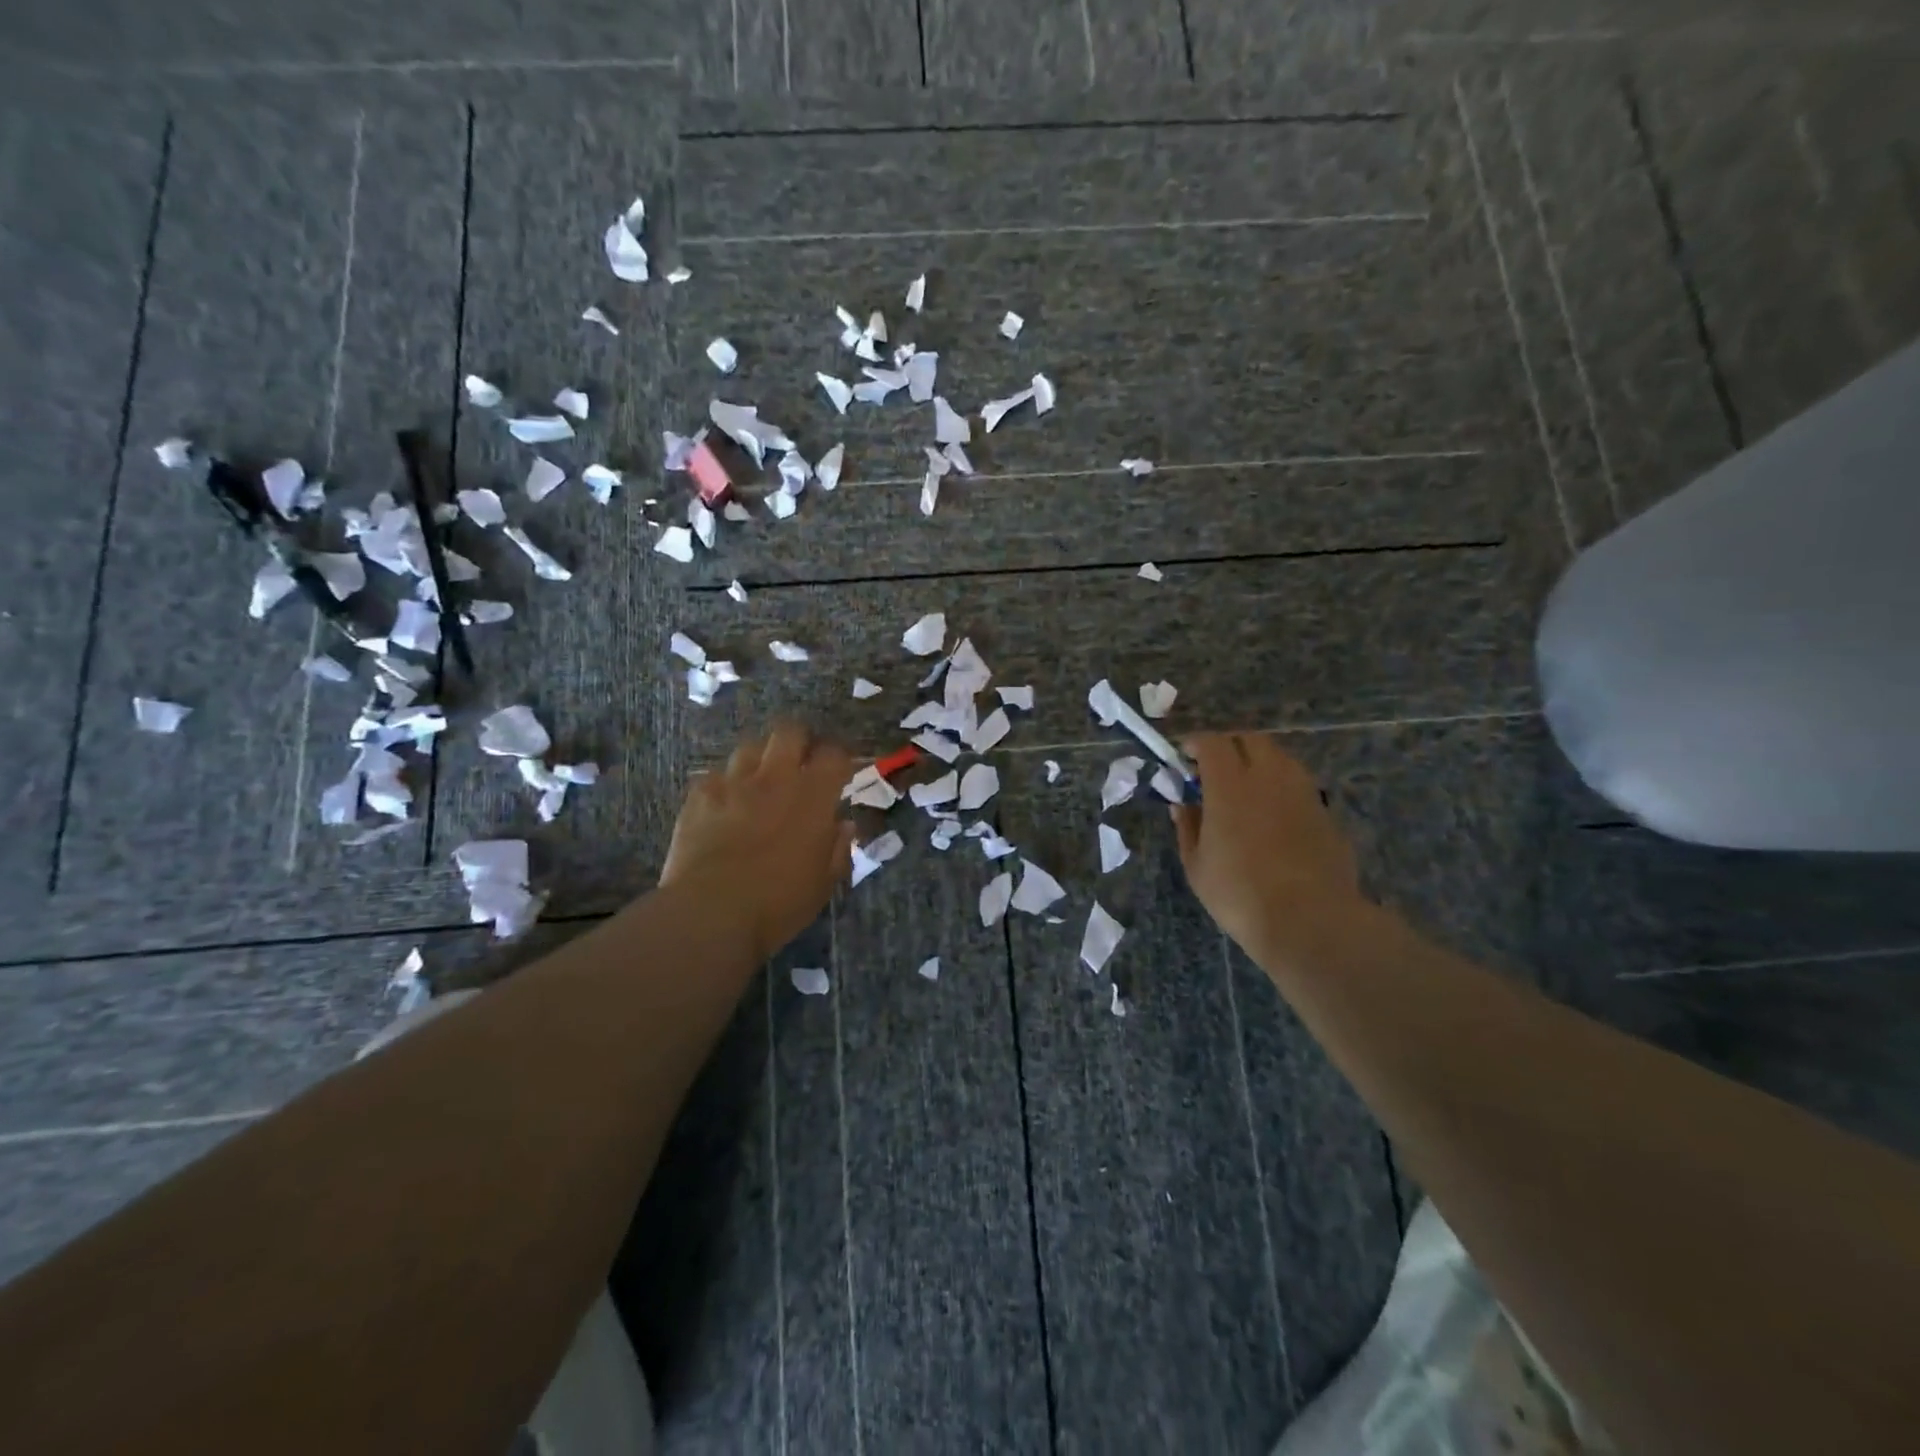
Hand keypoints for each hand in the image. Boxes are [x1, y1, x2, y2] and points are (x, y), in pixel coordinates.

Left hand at [662, 723, 856, 961]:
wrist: (710, 912)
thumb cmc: (778, 903)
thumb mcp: (822, 883)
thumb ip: (837, 848)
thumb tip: (844, 825)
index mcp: (813, 797)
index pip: (834, 754)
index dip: (839, 757)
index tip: (840, 771)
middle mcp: (775, 778)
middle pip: (790, 732)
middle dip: (800, 741)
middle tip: (801, 763)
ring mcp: (733, 783)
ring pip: (751, 747)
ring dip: (761, 759)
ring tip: (761, 782)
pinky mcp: (699, 795)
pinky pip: (715, 775)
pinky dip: (725, 785)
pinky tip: (724, 805)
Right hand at [1169, 733, 1363, 953]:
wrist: (1309, 920)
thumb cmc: (1239, 894)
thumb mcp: (1197, 865)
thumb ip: (1188, 827)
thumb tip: (1182, 805)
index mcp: (1230, 785)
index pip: (1212, 743)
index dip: (1196, 743)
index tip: (1185, 756)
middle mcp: (1269, 777)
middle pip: (1250, 740)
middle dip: (1229, 746)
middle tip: (1214, 769)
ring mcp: (1303, 792)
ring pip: (1280, 758)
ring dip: (1258, 763)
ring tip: (1246, 790)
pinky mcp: (1326, 812)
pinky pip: (1299, 785)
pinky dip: (1281, 788)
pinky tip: (1273, 817)